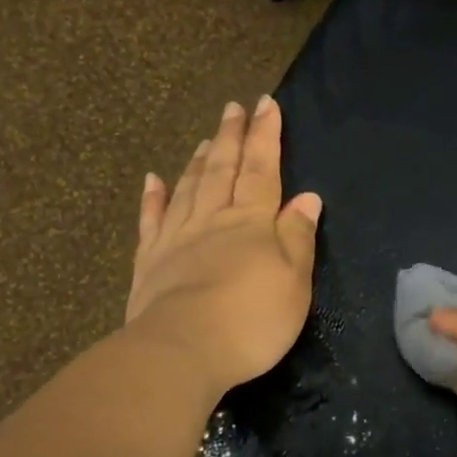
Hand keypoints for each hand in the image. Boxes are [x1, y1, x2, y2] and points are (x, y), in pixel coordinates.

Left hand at [125, 95, 322, 395]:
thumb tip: (307, 197)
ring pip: (189, 188)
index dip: (266, 137)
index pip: (262, 170)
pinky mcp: (149, 262)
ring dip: (199, 161)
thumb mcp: (293, 282)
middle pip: (223, 170)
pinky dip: (153, 197)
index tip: (266, 105)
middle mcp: (213, 220)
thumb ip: (298, 238)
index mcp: (251, 223)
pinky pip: (152, 220)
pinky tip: (153, 180)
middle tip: (234, 108)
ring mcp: (176, 238)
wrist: (182, 350)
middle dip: (231, 137)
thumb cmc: (251, 320)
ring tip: (206, 139)